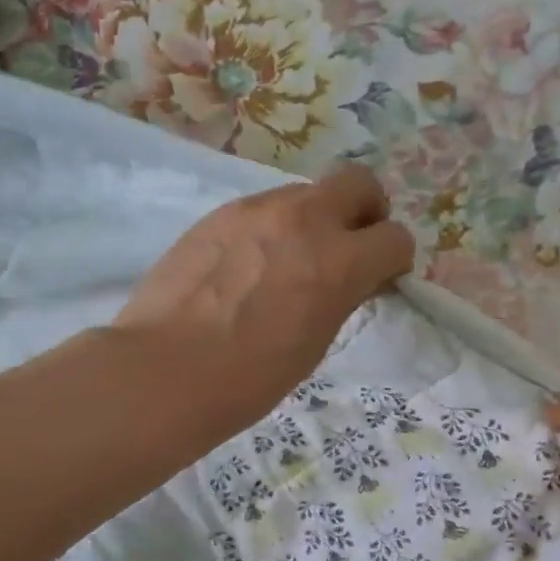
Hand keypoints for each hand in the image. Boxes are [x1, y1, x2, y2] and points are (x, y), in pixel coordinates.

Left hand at [116, 164, 415, 431]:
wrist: (165, 370)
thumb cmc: (249, 378)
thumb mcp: (316, 342)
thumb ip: (342, 296)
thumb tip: (350, 278)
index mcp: (338, 261)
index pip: (394, 237)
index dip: (393, 261)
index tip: (379, 280)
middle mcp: (303, 219)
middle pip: (358, 183)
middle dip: (366, 212)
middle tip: (350, 247)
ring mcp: (256, 209)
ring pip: (306, 193)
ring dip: (314, 220)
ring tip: (288, 264)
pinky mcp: (219, 213)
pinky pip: (263, 208)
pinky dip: (272, 229)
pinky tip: (248, 267)